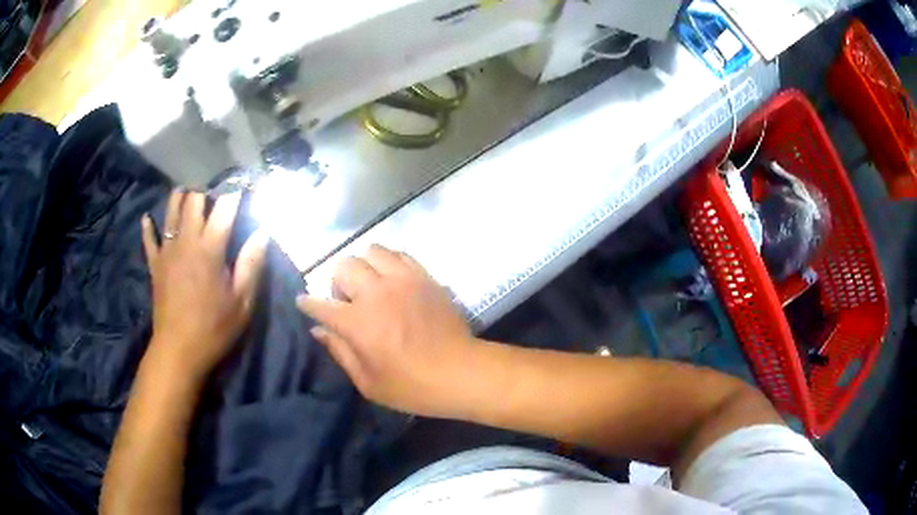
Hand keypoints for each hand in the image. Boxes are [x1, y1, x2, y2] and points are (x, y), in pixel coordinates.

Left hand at [142, 190, 268, 380]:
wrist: (178, 351)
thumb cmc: (214, 328)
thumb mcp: (242, 303)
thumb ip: (251, 265)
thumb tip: (262, 233)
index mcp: (210, 248)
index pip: (225, 207)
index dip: (237, 192)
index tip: (246, 187)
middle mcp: (186, 240)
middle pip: (194, 200)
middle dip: (206, 190)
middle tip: (216, 192)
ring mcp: (167, 250)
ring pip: (170, 211)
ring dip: (179, 197)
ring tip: (187, 192)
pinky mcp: (155, 265)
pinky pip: (148, 239)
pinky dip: (148, 227)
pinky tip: (147, 219)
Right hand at [297, 245, 478, 417]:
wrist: (461, 372)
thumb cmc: (412, 386)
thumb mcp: (368, 382)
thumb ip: (339, 352)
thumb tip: (319, 330)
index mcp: (358, 322)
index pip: (320, 304)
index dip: (307, 303)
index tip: (303, 303)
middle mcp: (376, 293)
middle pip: (343, 266)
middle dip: (337, 283)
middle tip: (348, 303)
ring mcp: (403, 280)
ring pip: (371, 251)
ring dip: (364, 267)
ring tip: (371, 287)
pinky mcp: (424, 276)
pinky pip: (399, 254)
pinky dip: (389, 263)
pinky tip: (393, 281)